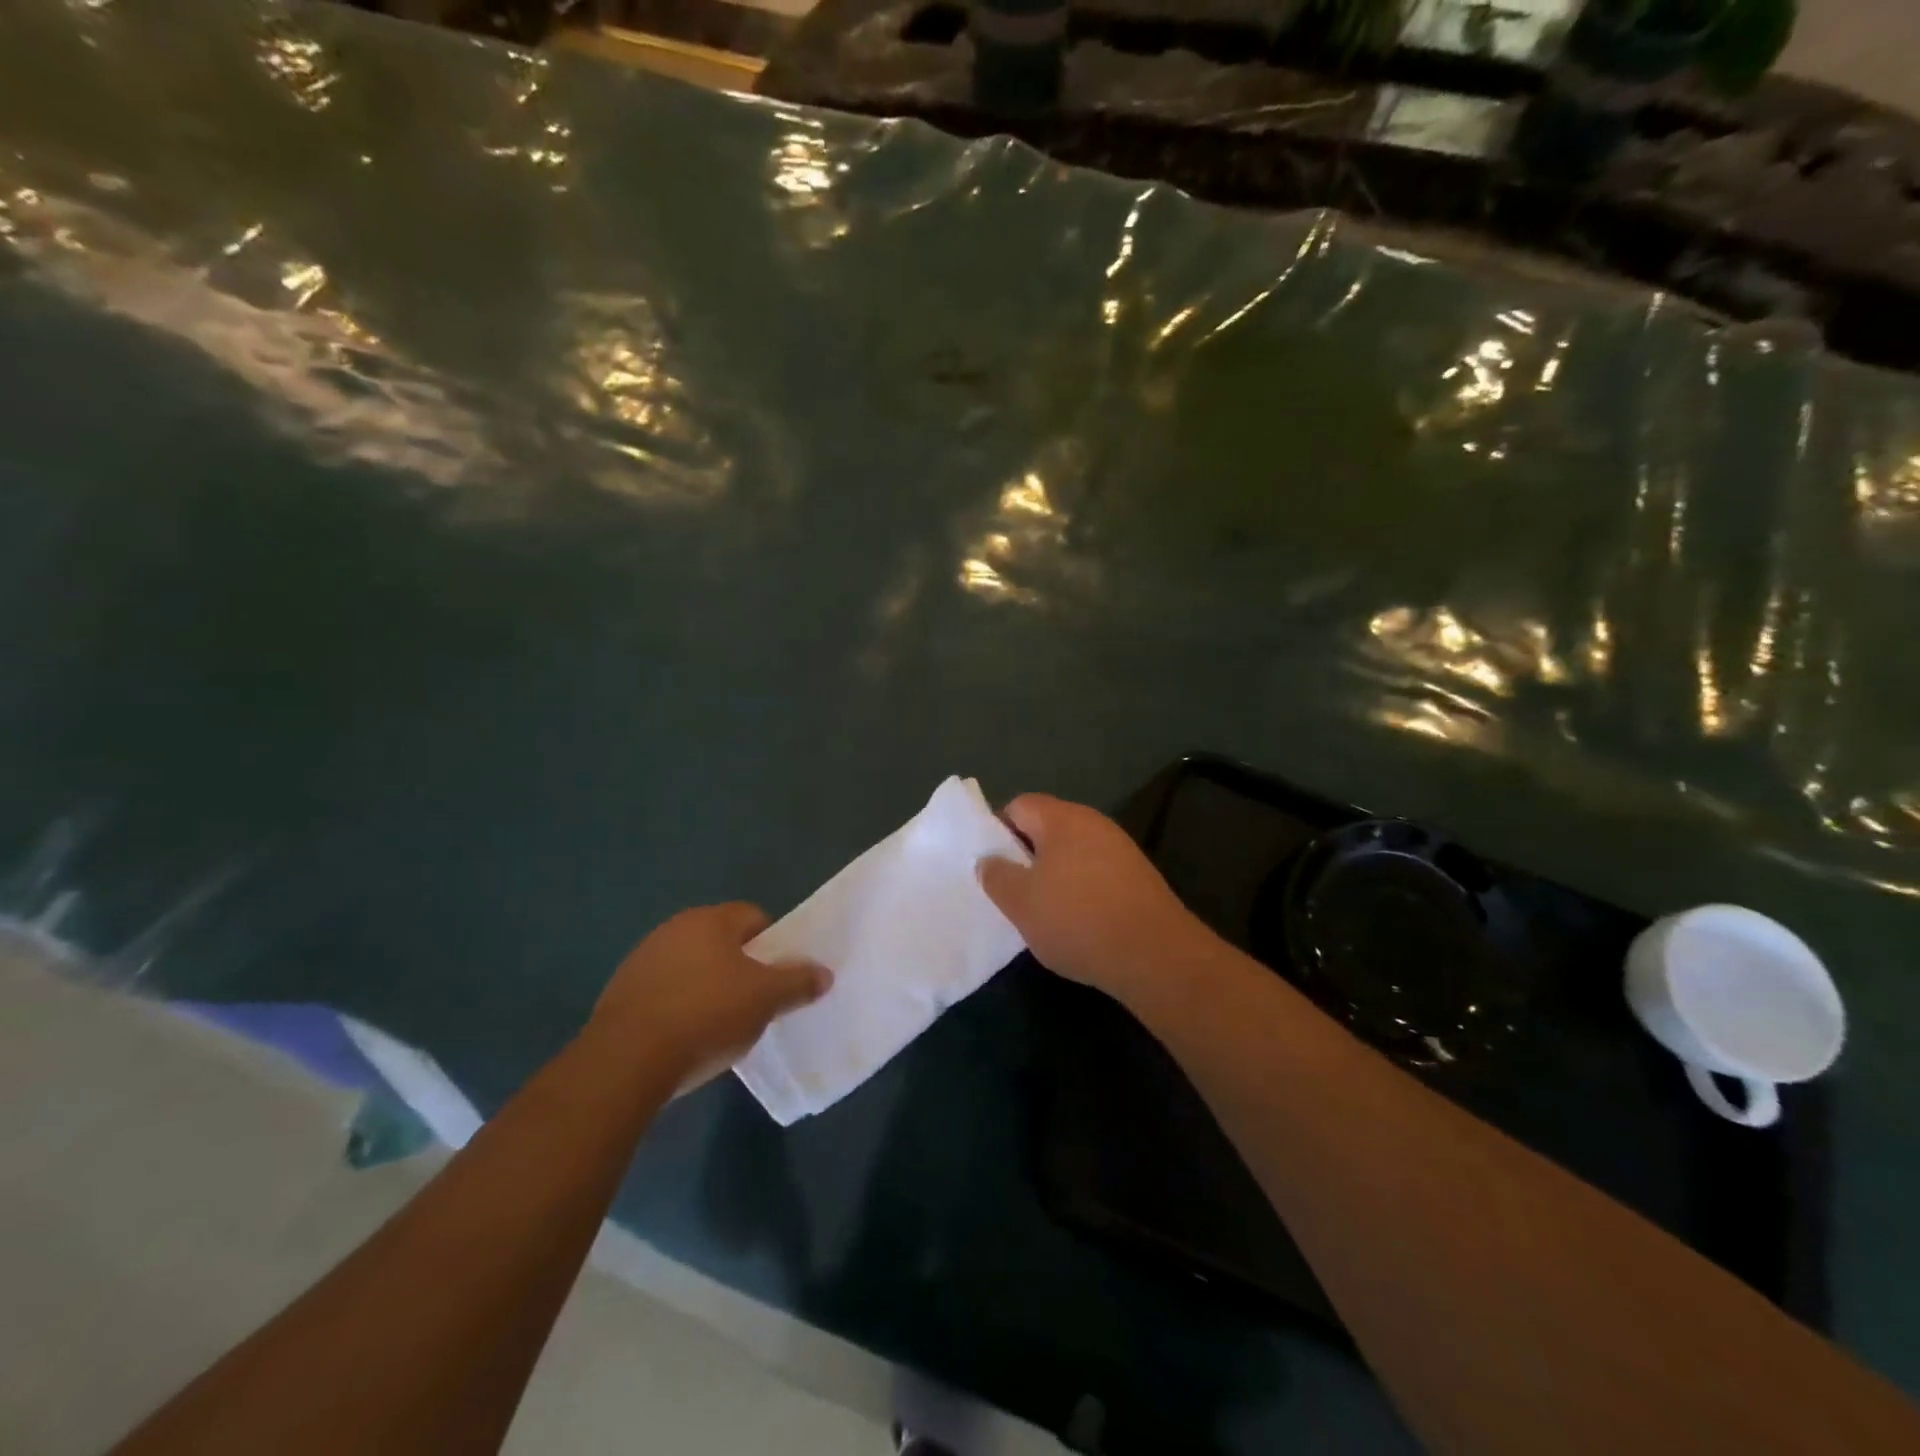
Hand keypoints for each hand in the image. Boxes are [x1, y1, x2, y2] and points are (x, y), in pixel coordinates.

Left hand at [591, 903, 829, 1089]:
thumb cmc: (706, 1015)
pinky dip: (677, 1007)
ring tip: (718, 1024)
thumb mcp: (766, 999)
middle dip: (739, 966)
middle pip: (720, 941)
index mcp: (710, 920)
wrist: (626, 1061)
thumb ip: (798, 982)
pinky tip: (684, 1037)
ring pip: (690, 966)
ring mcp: (642, 959)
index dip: (771, 943)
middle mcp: (674, 929)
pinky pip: (663, 991)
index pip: (753, 917)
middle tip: (753, 1001)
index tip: (777, 975)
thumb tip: (824, 973)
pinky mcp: (620, 993)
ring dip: (706, 986)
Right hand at [978, 794, 1205, 1003]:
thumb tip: (988, 859)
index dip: (998, 831)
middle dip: (1026, 856)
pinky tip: (1078, 921)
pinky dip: (1082, 890)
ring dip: (1054, 875)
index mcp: (1062, 818)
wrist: (1155, 955)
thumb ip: (997, 876)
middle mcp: (1094, 823)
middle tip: (1012, 891)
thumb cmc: (1077, 920)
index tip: (992, 866)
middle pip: (1047, 828)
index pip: (1019, 806)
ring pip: (1073, 852)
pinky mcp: (1138, 876)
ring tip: (1043, 911)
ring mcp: (1121, 848)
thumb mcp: (1021, 903)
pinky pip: (1097, 872)